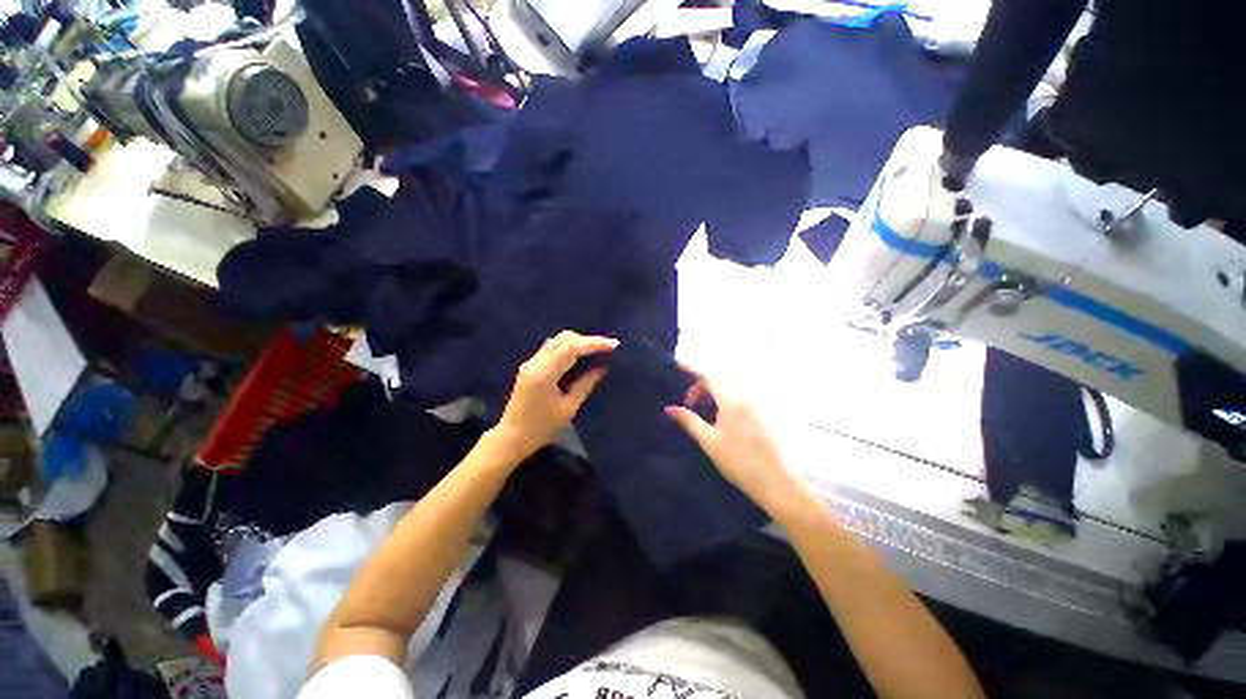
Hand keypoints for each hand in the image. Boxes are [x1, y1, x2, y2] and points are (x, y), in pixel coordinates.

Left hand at [493, 331, 617, 462]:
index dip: (594, 343)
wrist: (511, 437)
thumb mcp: (568, 408)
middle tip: (606, 348)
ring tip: (595, 351)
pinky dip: (567, 347)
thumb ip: (585, 385)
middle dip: (587, 340)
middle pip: (564, 339)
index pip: (572, 348)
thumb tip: (602, 369)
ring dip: (577, 342)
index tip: (613, 345)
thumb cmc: (542, 428)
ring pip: (557, 341)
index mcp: (545, 373)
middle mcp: (536, 362)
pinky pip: (551, 348)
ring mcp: (530, 363)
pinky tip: (579, 356)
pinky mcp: (529, 367)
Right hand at [665, 370, 801, 513]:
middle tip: (687, 403)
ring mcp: (753, 405)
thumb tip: (669, 408)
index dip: (692, 368)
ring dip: (711, 392)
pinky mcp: (758, 414)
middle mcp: (744, 397)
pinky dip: (721, 399)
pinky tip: (715, 416)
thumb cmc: (738, 461)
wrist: (773, 481)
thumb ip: (689, 421)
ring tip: (698, 409)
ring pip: (727, 388)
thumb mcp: (708, 441)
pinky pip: (736, 396)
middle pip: (718, 379)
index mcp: (731, 400)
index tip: (677, 365)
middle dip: (699, 385)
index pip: (708, 375)